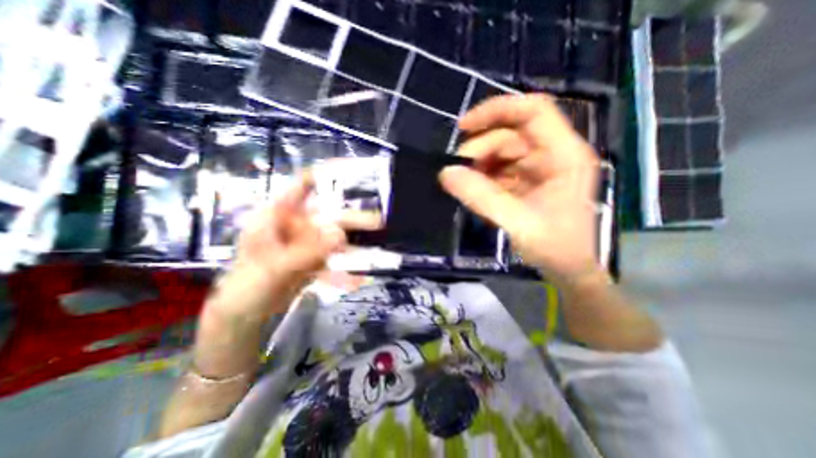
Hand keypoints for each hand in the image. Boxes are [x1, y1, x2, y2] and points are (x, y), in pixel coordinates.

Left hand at [207, 171, 377, 321]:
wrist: (243, 317)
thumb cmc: (246, 286)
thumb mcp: (274, 267)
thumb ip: (308, 251)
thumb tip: (341, 235)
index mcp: (278, 214)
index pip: (304, 184)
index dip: (328, 174)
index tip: (356, 171)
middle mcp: (295, 225)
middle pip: (328, 215)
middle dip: (353, 218)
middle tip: (378, 221)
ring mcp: (306, 244)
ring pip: (334, 239)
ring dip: (354, 246)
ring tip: (375, 252)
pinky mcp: (313, 261)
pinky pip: (333, 261)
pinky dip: (345, 271)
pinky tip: (357, 280)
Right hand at [444, 93, 599, 282]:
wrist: (567, 271)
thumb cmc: (554, 248)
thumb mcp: (516, 222)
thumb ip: (481, 196)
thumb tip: (446, 173)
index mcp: (563, 155)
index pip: (533, 111)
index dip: (497, 111)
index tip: (464, 126)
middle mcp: (553, 154)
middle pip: (511, 134)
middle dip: (481, 148)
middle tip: (458, 170)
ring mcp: (540, 168)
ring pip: (503, 152)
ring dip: (480, 164)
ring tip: (464, 182)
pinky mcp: (528, 181)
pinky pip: (501, 169)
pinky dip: (484, 176)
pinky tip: (475, 189)